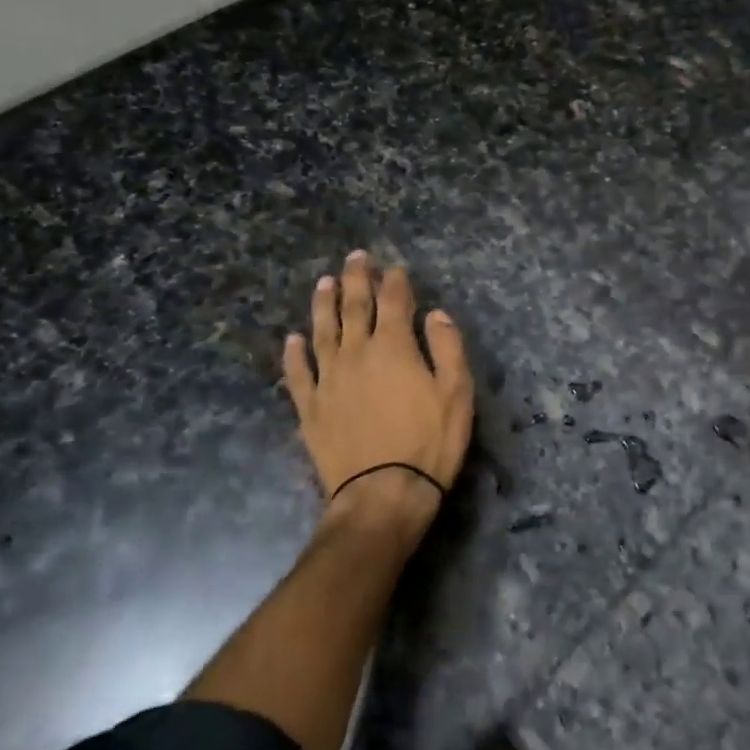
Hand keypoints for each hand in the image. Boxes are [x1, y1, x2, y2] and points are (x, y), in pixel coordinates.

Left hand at [284, 251, 474, 549]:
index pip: (394, 302)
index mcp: (394, 347)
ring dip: (323, 305)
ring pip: (322, 331)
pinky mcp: (310, 408)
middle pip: (354, 307)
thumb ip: (447, 348)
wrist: (382, 492)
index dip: (396, 282)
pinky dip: (294, 354)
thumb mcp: (457, 393)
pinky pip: (298, 373)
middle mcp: (356, 353)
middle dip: (357, 279)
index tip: (396, 267)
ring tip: (323, 283)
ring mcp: (328, 380)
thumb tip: (435, 314)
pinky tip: (292, 339)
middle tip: (355, 257)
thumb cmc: (430, 442)